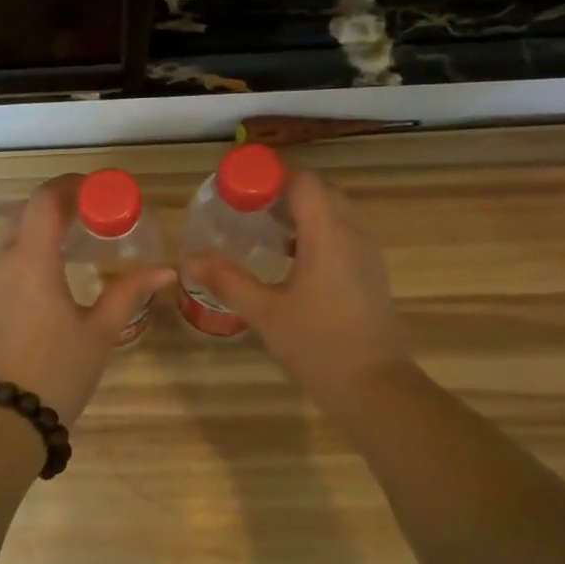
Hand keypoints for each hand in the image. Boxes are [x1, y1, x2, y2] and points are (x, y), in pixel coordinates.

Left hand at [0, 175, 173, 426]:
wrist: (0, 421)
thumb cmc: (56, 372)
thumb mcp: (100, 332)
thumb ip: (130, 293)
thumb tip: (166, 270)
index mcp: (32, 260)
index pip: (46, 199)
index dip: (72, 185)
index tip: (101, 190)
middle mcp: (2, 262)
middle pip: (27, 212)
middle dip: (60, 203)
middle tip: (95, 213)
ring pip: (13, 236)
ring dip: (43, 227)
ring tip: (78, 240)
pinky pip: (5, 261)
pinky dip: (29, 251)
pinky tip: (53, 274)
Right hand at [181, 166, 413, 412]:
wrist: (375, 388)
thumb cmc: (319, 345)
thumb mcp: (265, 312)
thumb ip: (228, 280)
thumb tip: (189, 259)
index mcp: (328, 234)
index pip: (303, 180)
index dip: (270, 175)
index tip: (239, 185)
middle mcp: (353, 234)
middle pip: (319, 191)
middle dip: (283, 191)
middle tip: (245, 205)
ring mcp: (366, 254)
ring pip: (334, 212)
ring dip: (301, 211)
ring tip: (263, 228)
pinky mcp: (371, 273)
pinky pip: (342, 234)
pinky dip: (316, 231)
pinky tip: (290, 258)